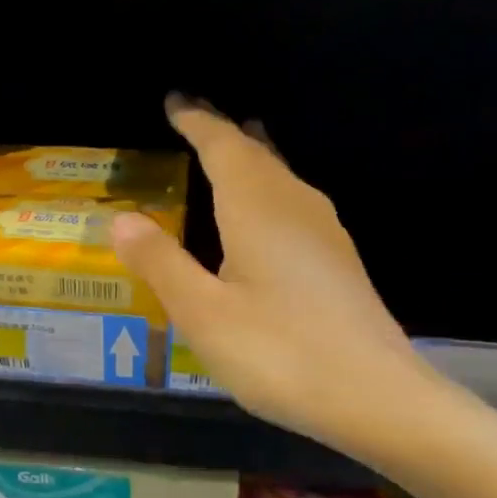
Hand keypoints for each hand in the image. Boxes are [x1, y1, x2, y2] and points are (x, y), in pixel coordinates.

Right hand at [112, 95, 426, 455]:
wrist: (374, 396)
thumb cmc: (279, 353)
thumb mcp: (203, 313)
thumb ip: (161, 263)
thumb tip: (122, 218)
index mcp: (258, 208)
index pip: (223, 146)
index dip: (197, 121)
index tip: (175, 101)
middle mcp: (296, 208)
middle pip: (258, 155)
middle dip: (225, 133)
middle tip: (198, 119)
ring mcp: (326, 235)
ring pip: (282, 179)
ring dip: (254, 160)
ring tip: (236, 149)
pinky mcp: (340, 265)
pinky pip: (296, 207)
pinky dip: (270, 193)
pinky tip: (268, 218)